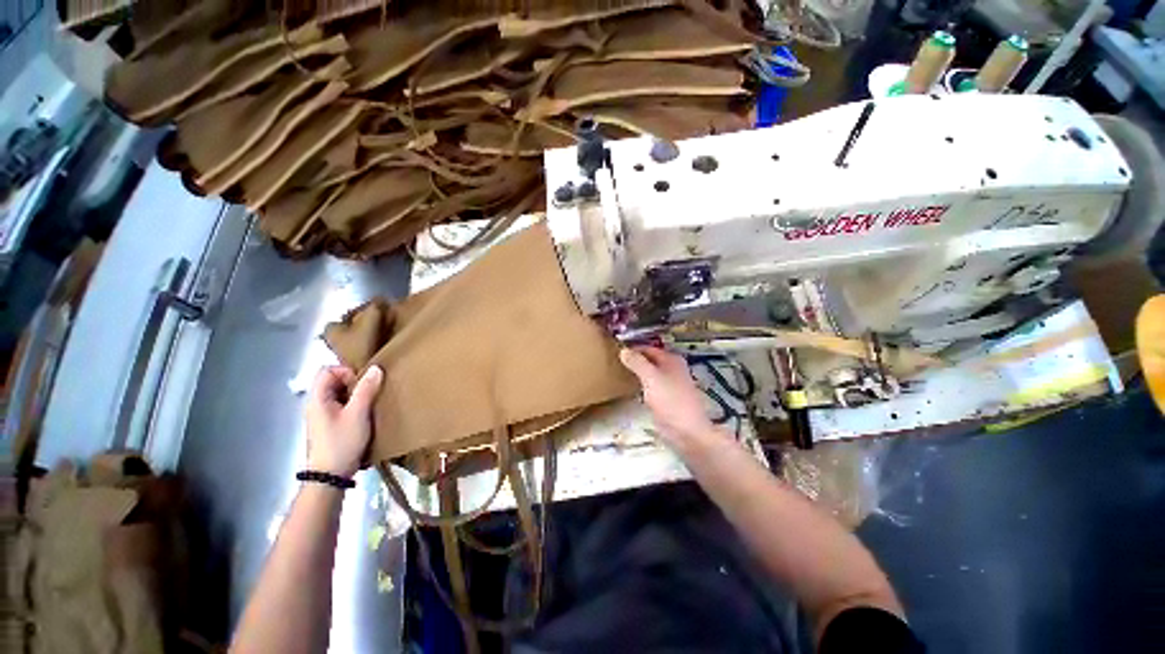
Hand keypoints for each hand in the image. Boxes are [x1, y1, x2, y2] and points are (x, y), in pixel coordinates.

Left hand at [304, 365, 383, 476]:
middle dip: (354, 383)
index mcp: (318, 398)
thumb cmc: (342, 442)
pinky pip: (342, 405)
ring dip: (356, 394)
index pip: (327, 370)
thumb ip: (366, 390)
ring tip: (371, 403)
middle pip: (333, 381)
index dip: (346, 372)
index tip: (362, 383)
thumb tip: (375, 368)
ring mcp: (322, 415)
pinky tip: (365, 414)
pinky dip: (354, 405)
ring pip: (339, 394)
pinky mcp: (329, 425)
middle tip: (370, 392)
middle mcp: (316, 404)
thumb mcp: (358, 414)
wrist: (331, 475)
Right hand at [619, 347, 721, 447]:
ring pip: (650, 373)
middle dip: (634, 360)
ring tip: (618, 372)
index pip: (648, 348)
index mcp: (671, 359)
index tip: (615, 351)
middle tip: (614, 361)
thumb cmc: (670, 400)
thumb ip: (637, 363)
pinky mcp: (666, 398)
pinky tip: (630, 387)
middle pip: (649, 360)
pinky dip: (641, 384)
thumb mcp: (651, 377)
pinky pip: (650, 386)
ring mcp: (670, 384)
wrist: (687, 431)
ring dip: (637, 372)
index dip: (633, 348)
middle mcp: (672, 368)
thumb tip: (623, 350)